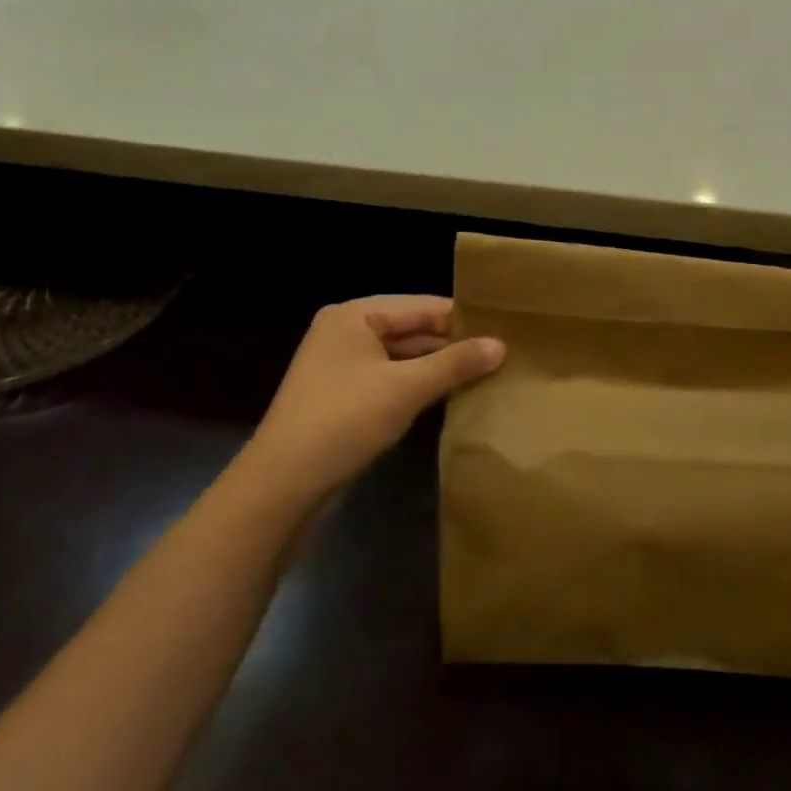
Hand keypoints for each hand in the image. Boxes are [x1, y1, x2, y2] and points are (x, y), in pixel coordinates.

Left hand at [244, 296, 504, 496]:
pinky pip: (391, 379)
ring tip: (488, 373)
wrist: (283, 484)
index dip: (463, 318)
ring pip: (403, 357)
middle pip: (412, 329)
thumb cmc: (344, 420)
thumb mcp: (406, 388)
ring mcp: (343, 366)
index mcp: (354, 315)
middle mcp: (345, 332)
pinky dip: (419, 385)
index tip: (506, 329)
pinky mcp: (344, 396)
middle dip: (453, 344)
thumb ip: (455, 363)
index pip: (422, 306)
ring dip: (439, 367)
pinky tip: (452, 395)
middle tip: (503, 354)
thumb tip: (502, 345)